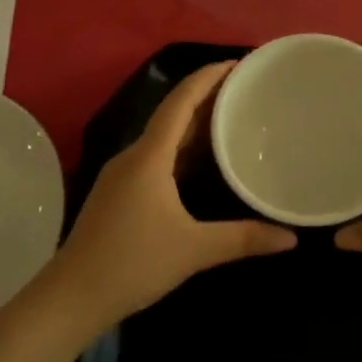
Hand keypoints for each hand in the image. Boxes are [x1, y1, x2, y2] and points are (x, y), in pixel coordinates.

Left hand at [52, 62, 296, 327]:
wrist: (71, 298)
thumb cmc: (132, 264)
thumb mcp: (194, 250)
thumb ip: (243, 239)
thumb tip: (290, 237)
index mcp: (149, 157)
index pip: (181, 102)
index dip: (208, 77)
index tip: (238, 63)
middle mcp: (134, 156)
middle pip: (173, 114)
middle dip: (208, 97)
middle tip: (245, 89)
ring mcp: (123, 175)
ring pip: (164, 137)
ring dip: (195, 123)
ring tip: (231, 117)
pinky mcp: (119, 194)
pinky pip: (157, 157)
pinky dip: (182, 149)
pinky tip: (202, 161)